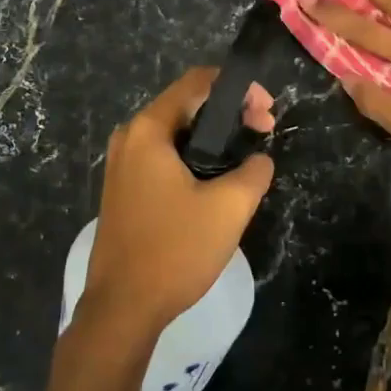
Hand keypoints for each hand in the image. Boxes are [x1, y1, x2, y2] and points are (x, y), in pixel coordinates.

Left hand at [81, 67, 275, 341]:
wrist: (123, 308)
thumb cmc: (175, 250)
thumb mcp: (229, 208)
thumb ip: (254, 171)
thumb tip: (259, 159)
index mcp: (148, 131)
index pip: (198, 82)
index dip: (240, 88)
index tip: (268, 114)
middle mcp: (129, 139)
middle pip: (186, 105)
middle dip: (230, 113)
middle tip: (264, 133)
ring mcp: (122, 165)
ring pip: (176, 134)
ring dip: (213, 138)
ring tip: (246, 159)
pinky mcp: (124, 190)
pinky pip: (164, 158)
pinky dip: (194, 157)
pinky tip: (217, 182)